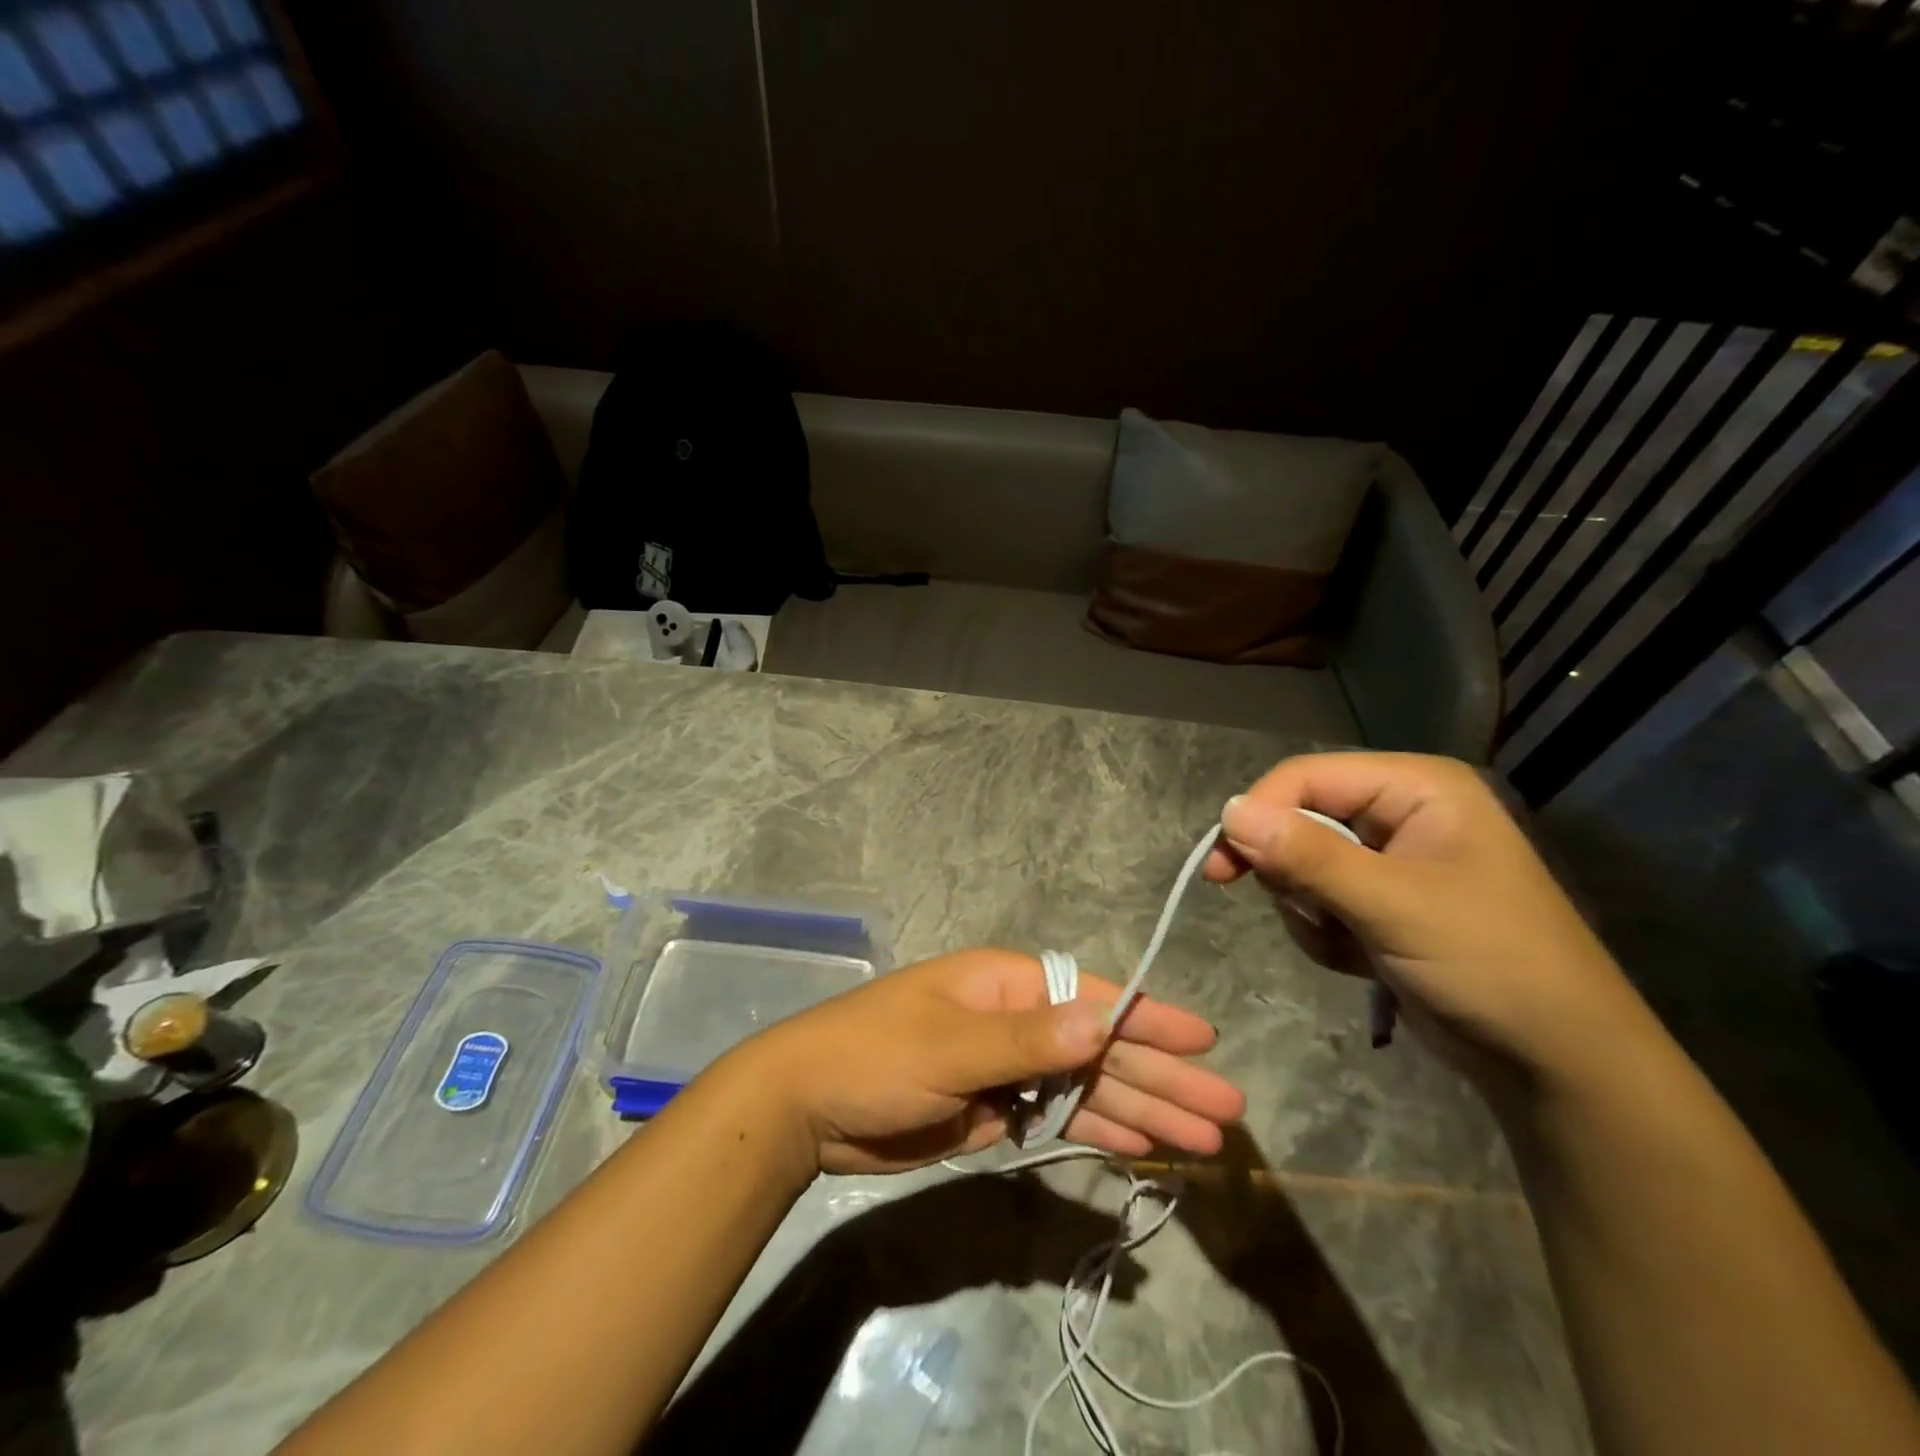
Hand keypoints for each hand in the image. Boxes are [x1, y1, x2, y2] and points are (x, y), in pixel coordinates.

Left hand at [736, 947, 1246, 1175]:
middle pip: (1100, 1049)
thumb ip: (1029, 1039)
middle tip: (1226, 1112)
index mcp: (1007, 985)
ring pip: (1086, 1088)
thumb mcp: (951, 1045)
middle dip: (1160, 1077)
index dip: (1150, 1021)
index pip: (1093, 999)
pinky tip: (1139, 1148)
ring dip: (1139, 1111)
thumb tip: (1104, 1021)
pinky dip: (1096, 1132)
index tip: (1205, 1042)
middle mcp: (1016, 1019)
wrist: (808, 1106)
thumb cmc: (877, 1055)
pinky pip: (1057, 1118)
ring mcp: (1007, 1067)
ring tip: (1200, 1140)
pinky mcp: (995, 1109)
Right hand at [1204, 751, 1655, 1095]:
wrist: (1555, 1062)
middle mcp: (1400, 812)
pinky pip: (1315, 900)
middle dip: (1295, 875)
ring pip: (1298, 865)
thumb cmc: (1489, 965)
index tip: (1221, 868)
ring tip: (1355, 945)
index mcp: (1416, 788)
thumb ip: (1308, 856)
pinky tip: (1362, 960)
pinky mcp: (1379, 901)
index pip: (1306, 777)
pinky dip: (1325, 933)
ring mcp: (1389, 859)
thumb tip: (1228, 811)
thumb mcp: (1393, 906)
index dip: (1259, 815)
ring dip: (1311, 911)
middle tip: (1314, 915)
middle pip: (1298, 819)